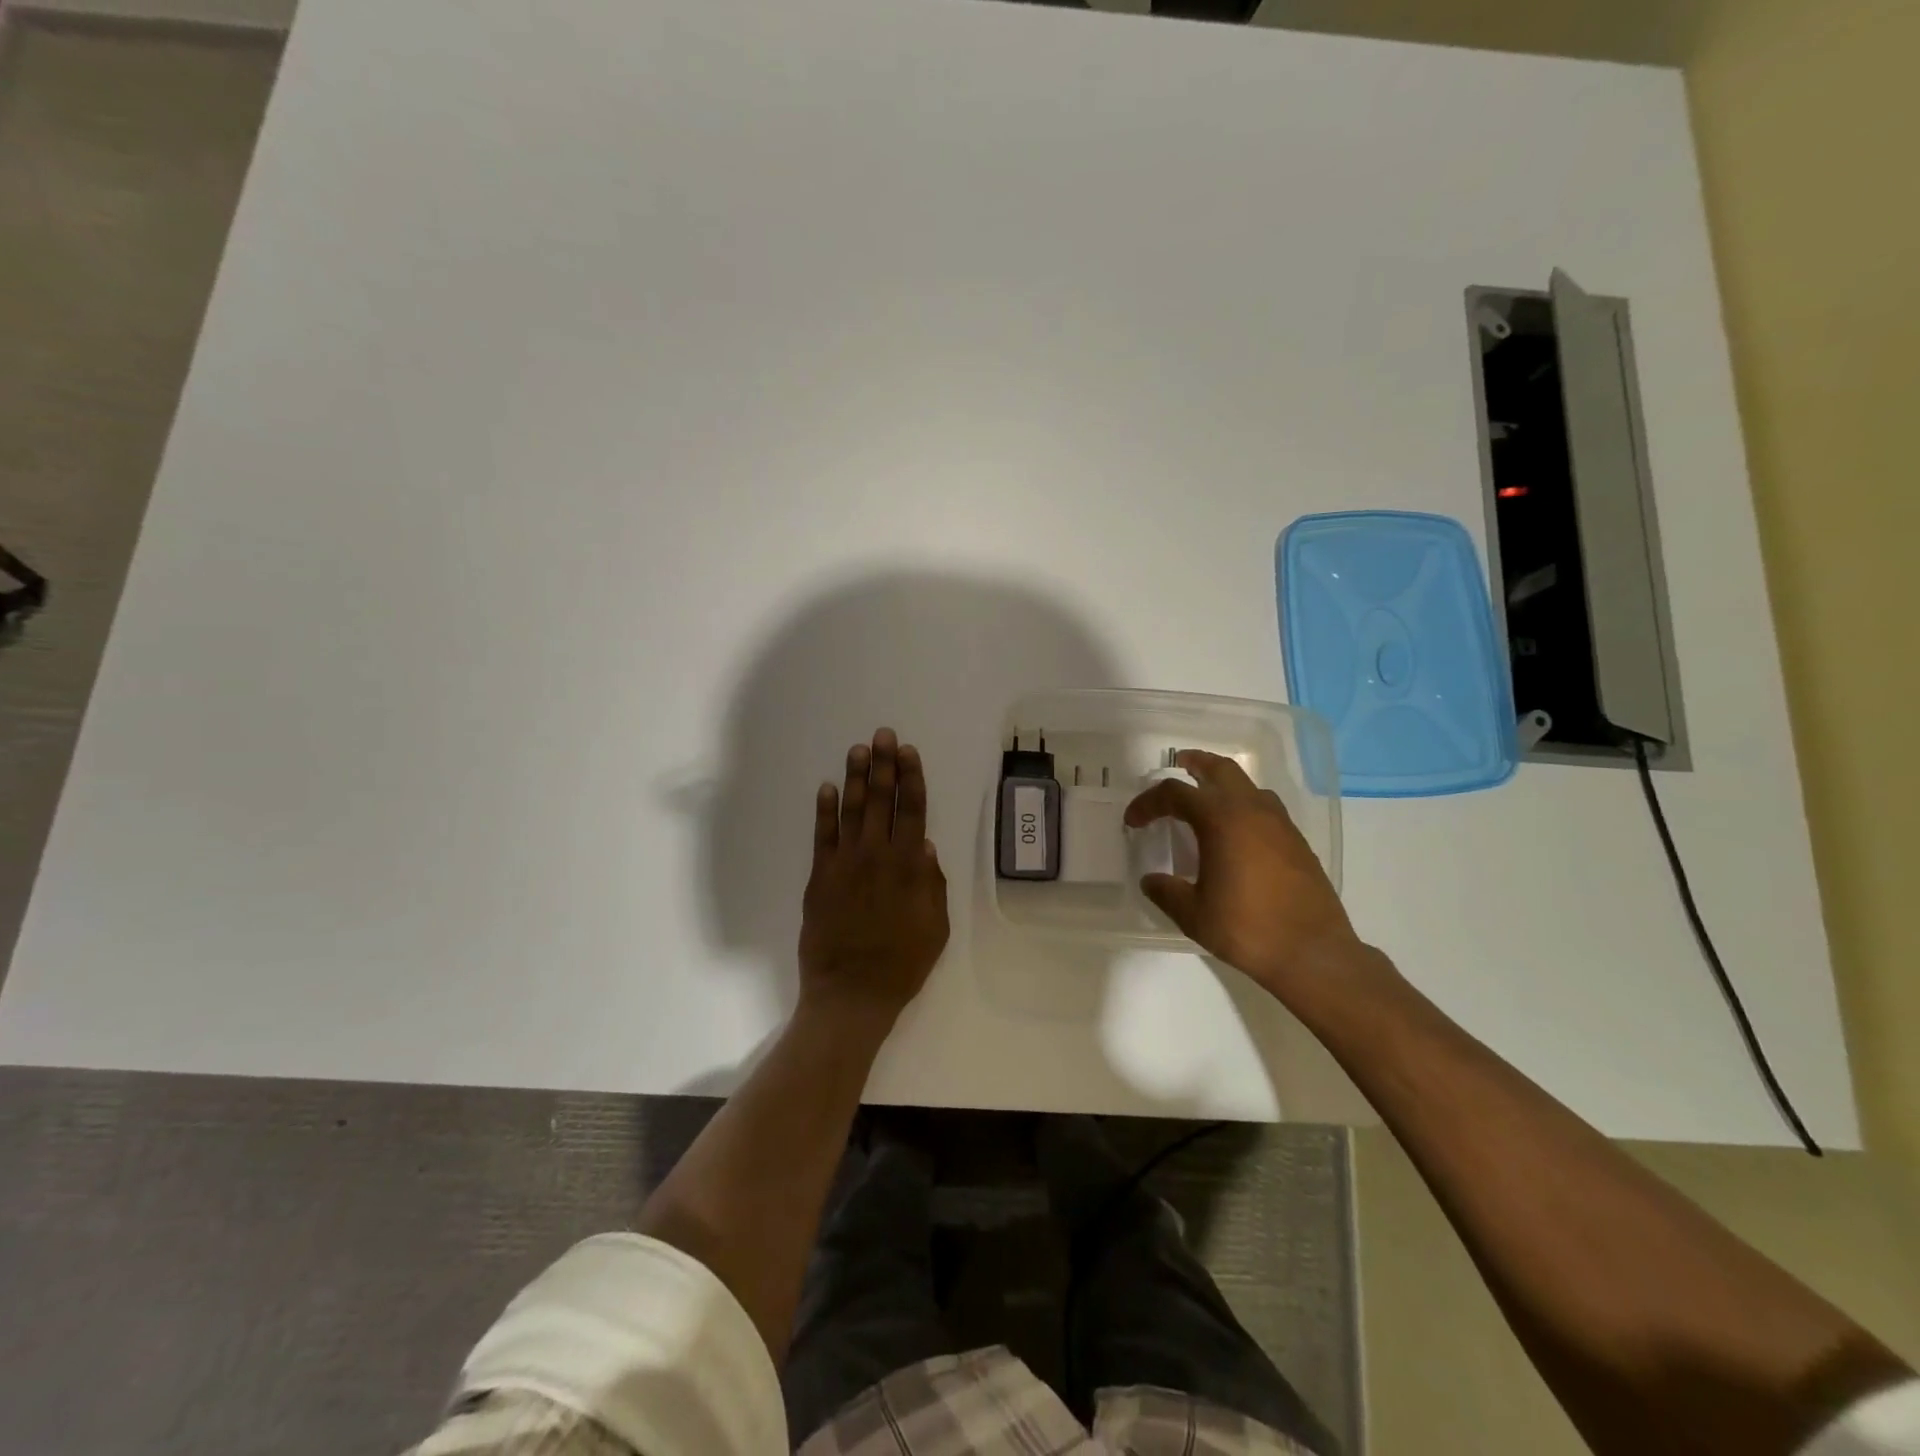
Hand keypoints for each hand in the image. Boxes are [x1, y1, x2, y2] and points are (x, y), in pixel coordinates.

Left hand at [798, 728, 949, 1029]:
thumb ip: (932, 884)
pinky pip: (822, 836)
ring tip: (858, 749)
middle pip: (882, 801)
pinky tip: (827, 788)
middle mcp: (877, 856)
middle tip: (882, 735)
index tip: (908, 751)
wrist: (851, 992)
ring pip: (852, 810)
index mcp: (910, 867)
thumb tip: (927, 846)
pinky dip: (824, 810)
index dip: (911, 778)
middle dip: (884, 765)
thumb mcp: (936, 927)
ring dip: (856, 778)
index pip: (912, 811)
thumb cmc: (903, 963)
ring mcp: (845, 864)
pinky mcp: (820, 877)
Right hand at [1124, 749, 1361, 993]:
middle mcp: (1251, 810)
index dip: (1148, 803)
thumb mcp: (1193, 914)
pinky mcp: (1297, 841)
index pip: (1175, 794)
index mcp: (1220, 820)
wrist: (1313, 952)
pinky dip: (1245, 805)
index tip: (1133, 821)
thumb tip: (1151, 880)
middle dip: (1196, 763)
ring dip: (1223, 783)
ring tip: (1207, 798)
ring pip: (1248, 785)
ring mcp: (1279, 823)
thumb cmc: (1247, 928)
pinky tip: (1238, 832)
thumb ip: (1166, 892)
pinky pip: (1266, 807)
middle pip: (1220, 770)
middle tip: (1179, 763)